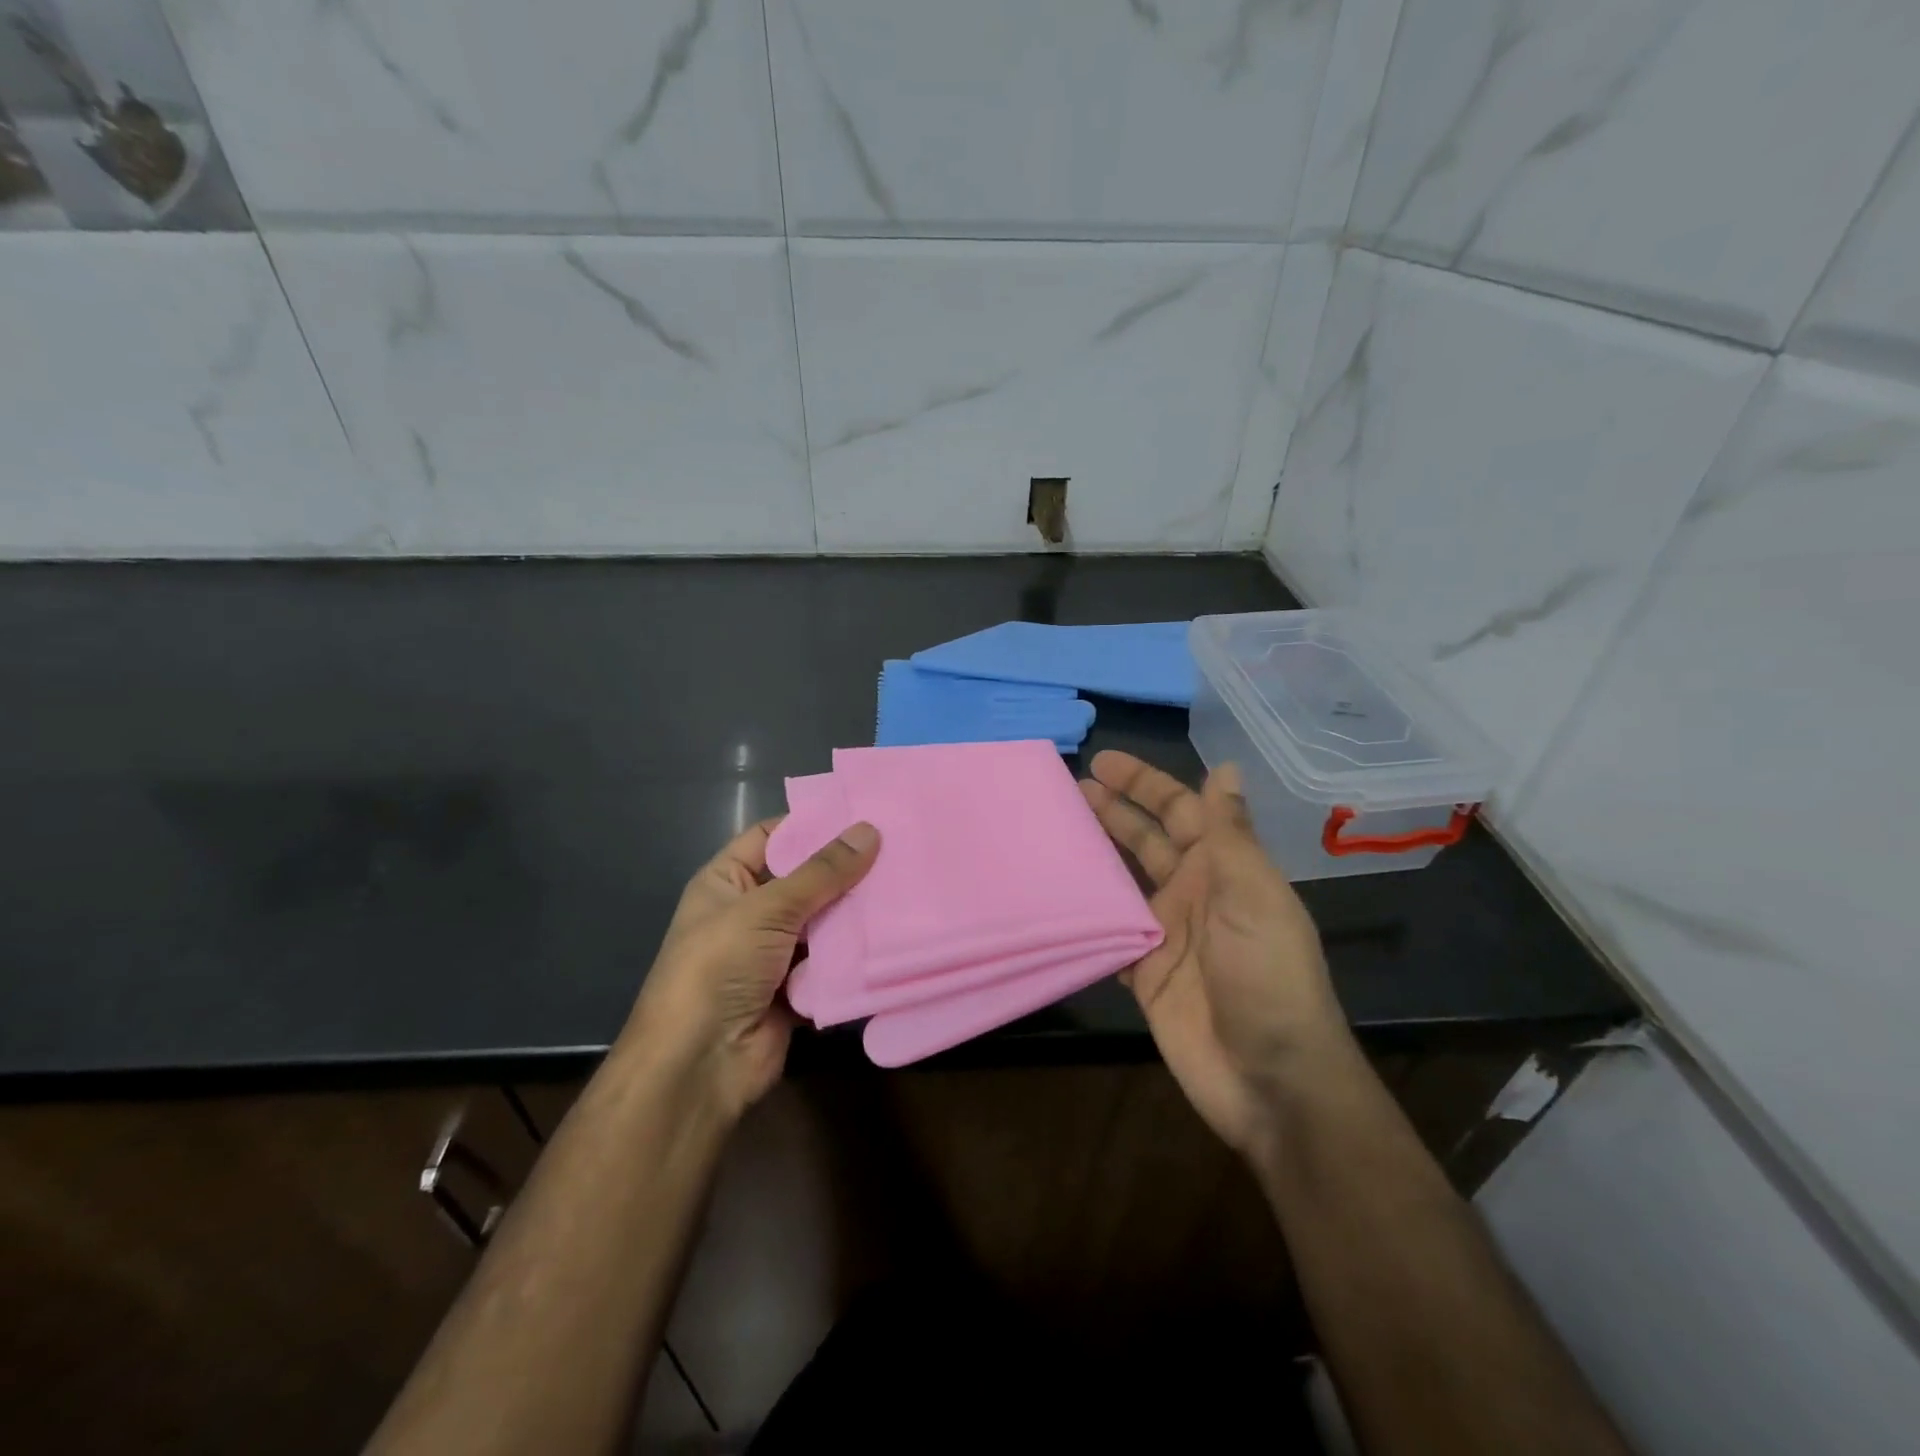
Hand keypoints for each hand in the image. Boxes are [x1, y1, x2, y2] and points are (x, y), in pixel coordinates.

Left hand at [624, 818, 879, 1121]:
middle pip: (804, 879)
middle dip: (845, 869)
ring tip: (907, 883)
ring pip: (823, 922)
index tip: (862, 812)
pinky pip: (831, 961)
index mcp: (727, 882)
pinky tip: (895, 933)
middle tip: (899, 846)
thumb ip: (822, 872)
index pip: (771, 837)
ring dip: (855, 912)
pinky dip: (854, 953)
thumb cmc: (719, 968)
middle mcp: (749, 913)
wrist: (699, 1066)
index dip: (811, 824)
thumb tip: (869, 830)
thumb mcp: (767, 909)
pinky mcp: (796, 988)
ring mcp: (773, 954)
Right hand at [1080, 751, 1351, 1159]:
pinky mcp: (1143, 972)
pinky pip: (1109, 930)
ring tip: (1052, 828)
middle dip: (1113, 810)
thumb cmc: (1267, 978)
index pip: (1182, 811)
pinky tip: (1053, 894)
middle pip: (1147, 840)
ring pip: (1122, 880)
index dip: (1146, 784)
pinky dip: (1085, 912)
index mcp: (1224, 870)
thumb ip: (1230, 835)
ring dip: (1093, 854)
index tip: (1103, 761)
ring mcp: (1166, 933)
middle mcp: (1193, 893)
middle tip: (1067, 786)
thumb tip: (1226, 767)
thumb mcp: (1254, 897)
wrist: (1270, 1080)